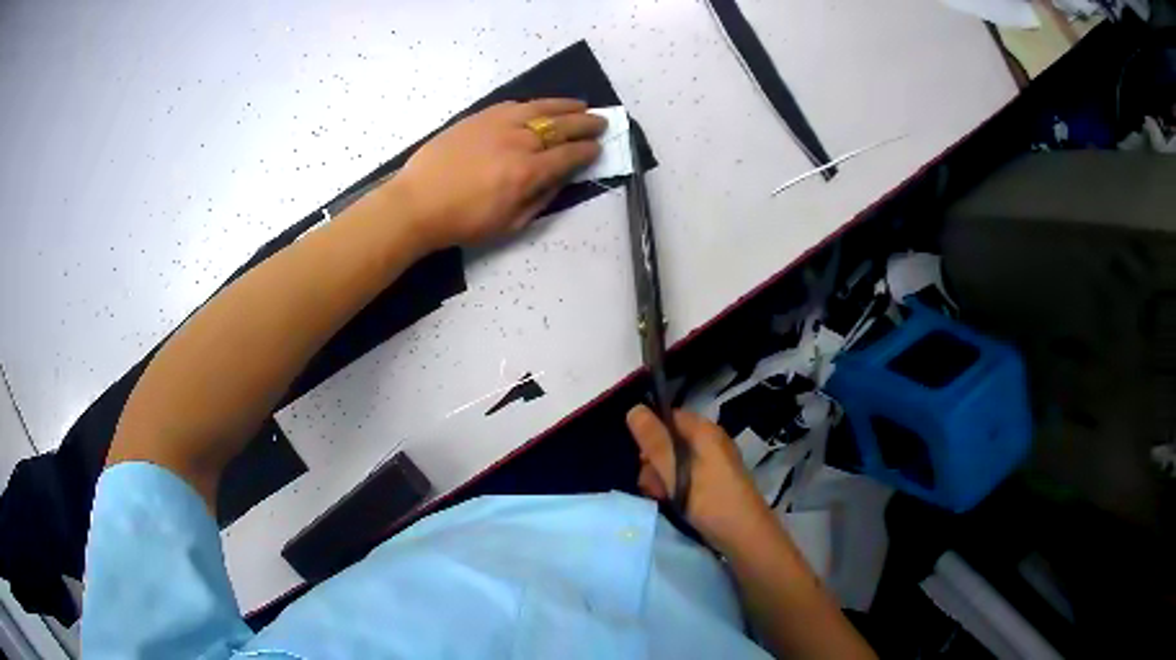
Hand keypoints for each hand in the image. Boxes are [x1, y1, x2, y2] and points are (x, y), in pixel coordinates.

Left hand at [387, 99, 604, 249]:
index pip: (569, 155)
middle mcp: (518, 142)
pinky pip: (513, 105)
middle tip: (601, 122)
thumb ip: (539, 200)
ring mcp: (497, 124)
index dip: (588, 151)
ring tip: (581, 105)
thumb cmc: (462, 222)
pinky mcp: (478, 117)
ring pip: (540, 108)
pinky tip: (541, 106)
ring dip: (565, 106)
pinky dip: (533, 104)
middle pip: (561, 126)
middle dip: (586, 124)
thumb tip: (560, 180)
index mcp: (527, 172)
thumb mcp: (509, 225)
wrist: (416, 203)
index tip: (599, 148)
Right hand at [626, 405, 776, 552]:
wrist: (745, 536)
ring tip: (661, 498)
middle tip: (651, 486)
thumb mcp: (675, 472)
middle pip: (670, 440)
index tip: (640, 458)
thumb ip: (654, 442)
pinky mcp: (713, 482)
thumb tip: (634, 408)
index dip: (650, 433)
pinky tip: (671, 503)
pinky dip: (675, 487)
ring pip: (675, 462)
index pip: (669, 417)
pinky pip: (685, 476)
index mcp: (705, 431)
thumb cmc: (711, 500)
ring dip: (661, 478)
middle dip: (654, 462)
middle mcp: (710, 441)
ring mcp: (713, 463)